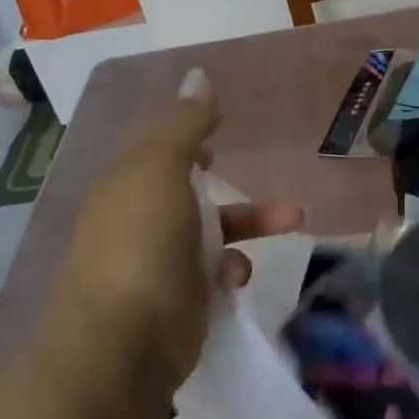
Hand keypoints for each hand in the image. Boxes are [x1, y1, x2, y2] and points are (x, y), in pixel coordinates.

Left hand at [51, 70, 302, 395]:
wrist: (124, 342)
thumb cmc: (141, 241)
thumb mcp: (161, 168)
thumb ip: (186, 124)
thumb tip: (199, 76)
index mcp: (127, 187)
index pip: (159, 155)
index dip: (189, 144)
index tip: (220, 138)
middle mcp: (139, 224)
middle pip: (194, 197)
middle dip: (237, 189)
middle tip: (269, 180)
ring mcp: (158, 267)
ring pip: (213, 235)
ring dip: (252, 226)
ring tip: (294, 220)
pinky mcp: (179, 305)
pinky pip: (214, 276)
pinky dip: (231, 271)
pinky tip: (236, 278)